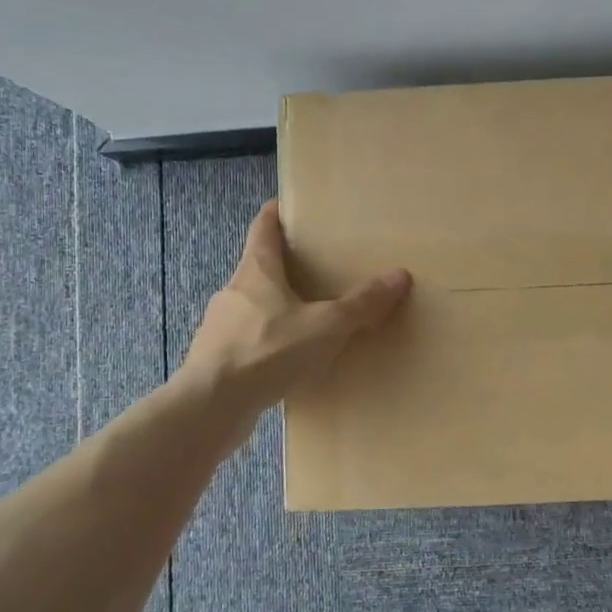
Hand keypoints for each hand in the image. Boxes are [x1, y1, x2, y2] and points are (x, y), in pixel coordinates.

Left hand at [179, 200, 410, 414]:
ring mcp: (219, 326)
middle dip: (282, 266)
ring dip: (274, 308)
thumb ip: (361, 303)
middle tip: (313, 268)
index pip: (263, 228)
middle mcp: (234, 291)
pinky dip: (266, 343)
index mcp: (256, 271)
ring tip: (305, 319)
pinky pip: (247, 341)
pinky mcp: (216, 359)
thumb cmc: (268, 351)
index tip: (285, 205)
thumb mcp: (326, 326)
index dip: (275, 214)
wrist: (211, 406)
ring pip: (251, 307)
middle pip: (257, 268)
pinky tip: (284, 360)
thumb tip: (400, 276)